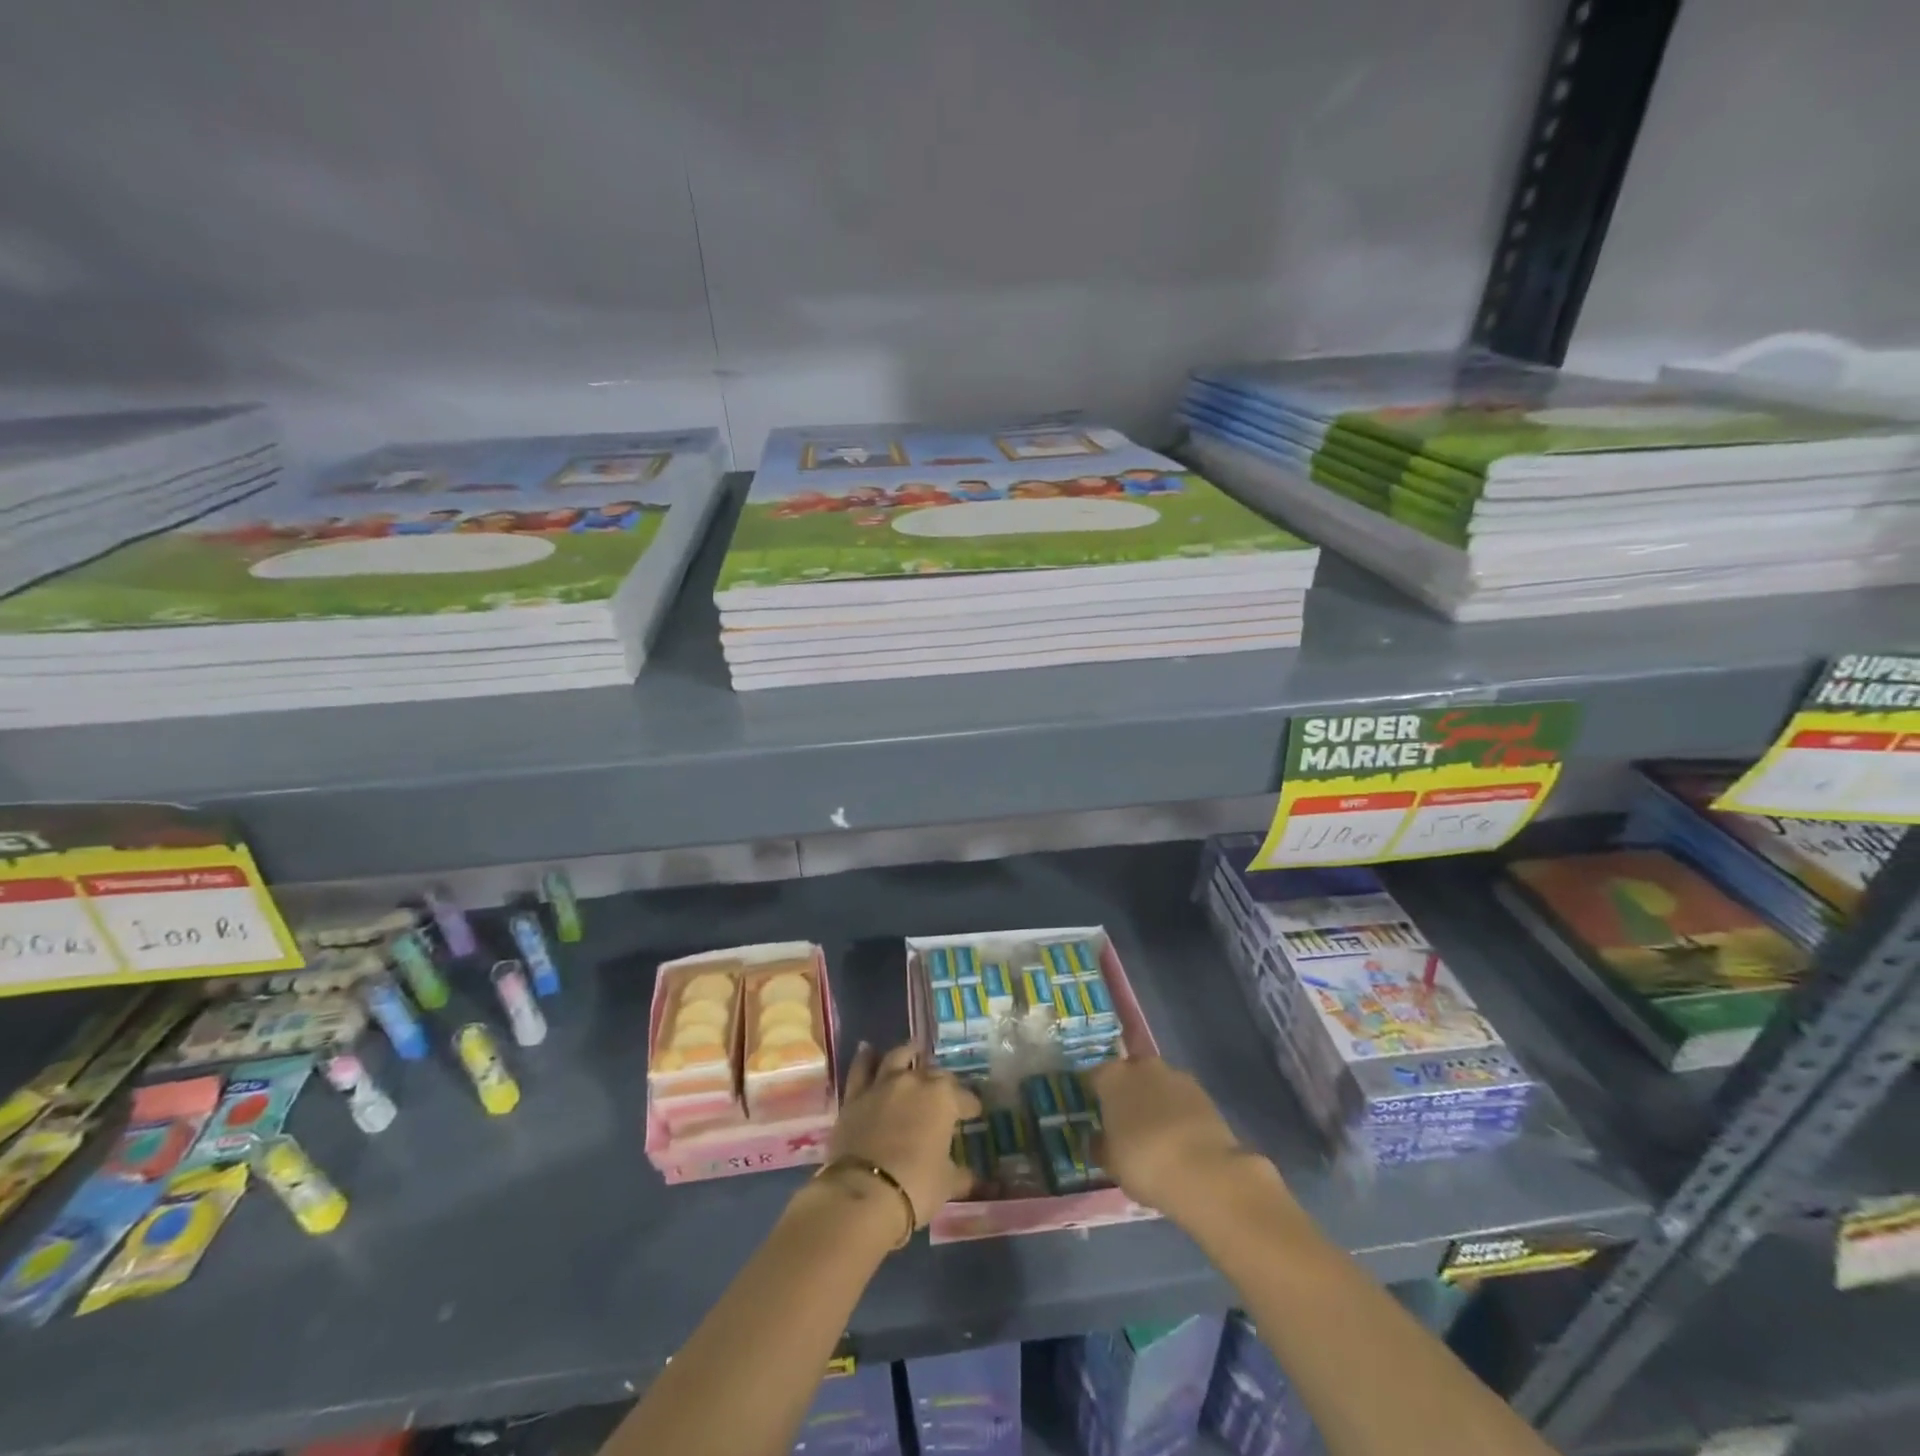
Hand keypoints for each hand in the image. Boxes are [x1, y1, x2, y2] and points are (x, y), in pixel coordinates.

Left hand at [831, 1043, 981, 1226]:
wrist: (863, 1192)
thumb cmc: (915, 1186)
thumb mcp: (947, 1185)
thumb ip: (961, 1176)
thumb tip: (972, 1178)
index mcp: (943, 1098)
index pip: (965, 1097)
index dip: (971, 1105)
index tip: (974, 1113)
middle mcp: (915, 1082)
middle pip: (934, 1073)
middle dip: (943, 1081)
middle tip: (946, 1091)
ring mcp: (883, 1084)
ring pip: (898, 1057)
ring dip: (907, 1053)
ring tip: (913, 1050)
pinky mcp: (856, 1095)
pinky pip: (861, 1069)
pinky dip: (865, 1058)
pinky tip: (868, 1050)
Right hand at [1088, 1055, 1277, 1222]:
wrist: (1204, 1171)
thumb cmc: (1143, 1162)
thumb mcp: (1110, 1163)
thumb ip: (1101, 1145)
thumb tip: (1098, 1140)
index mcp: (1112, 1077)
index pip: (1095, 1077)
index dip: (1095, 1095)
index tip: (1097, 1114)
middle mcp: (1141, 1066)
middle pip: (1129, 1075)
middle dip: (1128, 1093)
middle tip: (1127, 1123)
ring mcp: (1175, 1075)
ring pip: (1158, 1084)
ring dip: (1156, 1101)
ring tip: (1158, 1134)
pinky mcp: (1203, 1092)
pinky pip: (1182, 1099)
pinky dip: (1179, 1112)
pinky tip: (1181, 1139)